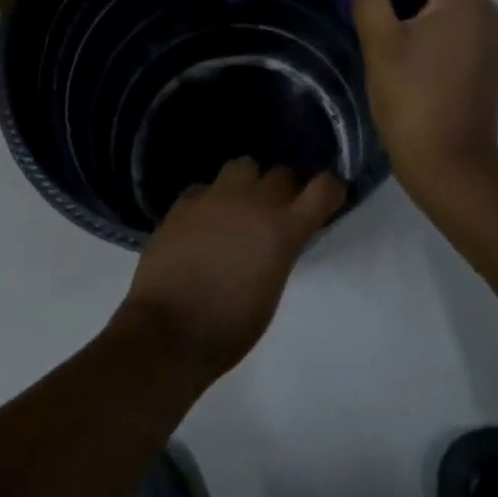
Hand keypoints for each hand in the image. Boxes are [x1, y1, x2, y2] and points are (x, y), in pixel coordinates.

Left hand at [118, 158, 344, 386]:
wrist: (167, 330)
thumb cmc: (229, 327)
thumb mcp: (271, 290)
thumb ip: (279, 251)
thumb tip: (276, 237)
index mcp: (282, 229)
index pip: (323, 187)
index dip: (330, 189)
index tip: (329, 198)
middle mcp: (252, 201)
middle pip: (283, 172)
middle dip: (288, 187)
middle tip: (282, 209)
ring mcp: (214, 197)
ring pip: (243, 165)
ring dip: (249, 182)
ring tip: (242, 206)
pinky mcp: (183, 202)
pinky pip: (206, 187)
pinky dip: (211, 199)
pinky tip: (203, 221)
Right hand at [352, 0, 497, 197]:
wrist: (453, 165)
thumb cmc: (412, 100)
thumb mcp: (379, 44)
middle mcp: (487, 8)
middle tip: (371, 0)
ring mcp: (492, 35)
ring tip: (383, 26)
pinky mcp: (487, 57)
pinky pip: (458, 18)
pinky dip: (431, 19)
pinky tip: (406, 49)